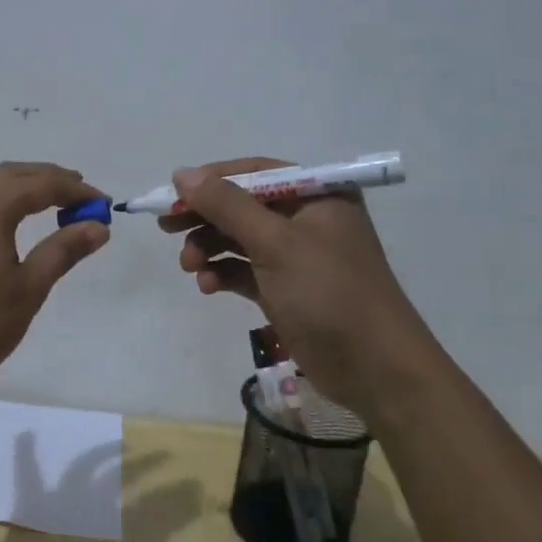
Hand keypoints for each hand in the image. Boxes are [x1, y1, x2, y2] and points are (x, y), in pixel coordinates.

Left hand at [0, 162, 109, 393]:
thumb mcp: (28, 289)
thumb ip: (63, 251)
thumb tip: (97, 225)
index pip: (44, 184)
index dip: (77, 192)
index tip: (104, 205)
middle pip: (12, 175)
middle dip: (48, 181)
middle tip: (78, 195)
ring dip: (14, 190)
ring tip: (38, 206)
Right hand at [162, 157, 444, 408]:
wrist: (374, 368)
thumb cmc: (328, 293)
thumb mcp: (275, 243)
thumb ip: (227, 205)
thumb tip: (182, 174)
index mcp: (316, 195)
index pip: (254, 172)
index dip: (211, 181)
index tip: (172, 195)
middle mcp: (306, 218)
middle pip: (242, 206)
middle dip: (205, 217)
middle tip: (167, 228)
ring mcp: (296, 255)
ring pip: (239, 239)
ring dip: (209, 248)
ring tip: (189, 265)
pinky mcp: (285, 288)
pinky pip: (244, 269)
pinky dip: (222, 273)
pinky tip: (206, 285)